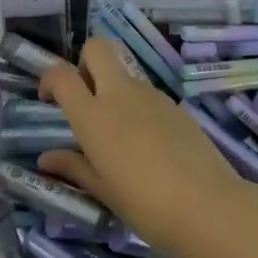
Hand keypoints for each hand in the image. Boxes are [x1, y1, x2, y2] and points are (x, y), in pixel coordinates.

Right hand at [38, 40, 257, 257]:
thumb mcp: (104, 191)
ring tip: (118, 133)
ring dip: (113, 88)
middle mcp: (121, 96)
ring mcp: (152, 97)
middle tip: (85, 98)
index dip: (49, 79)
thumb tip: (46, 158)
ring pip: (124, 72)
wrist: (210, 208)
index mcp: (94, 117)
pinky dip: (137, 105)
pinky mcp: (176, 106)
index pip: (62, 74)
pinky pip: (147, 94)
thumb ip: (74, 167)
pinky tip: (147, 143)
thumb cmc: (146, 206)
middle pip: (98, 48)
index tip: (49, 100)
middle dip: (85, 62)